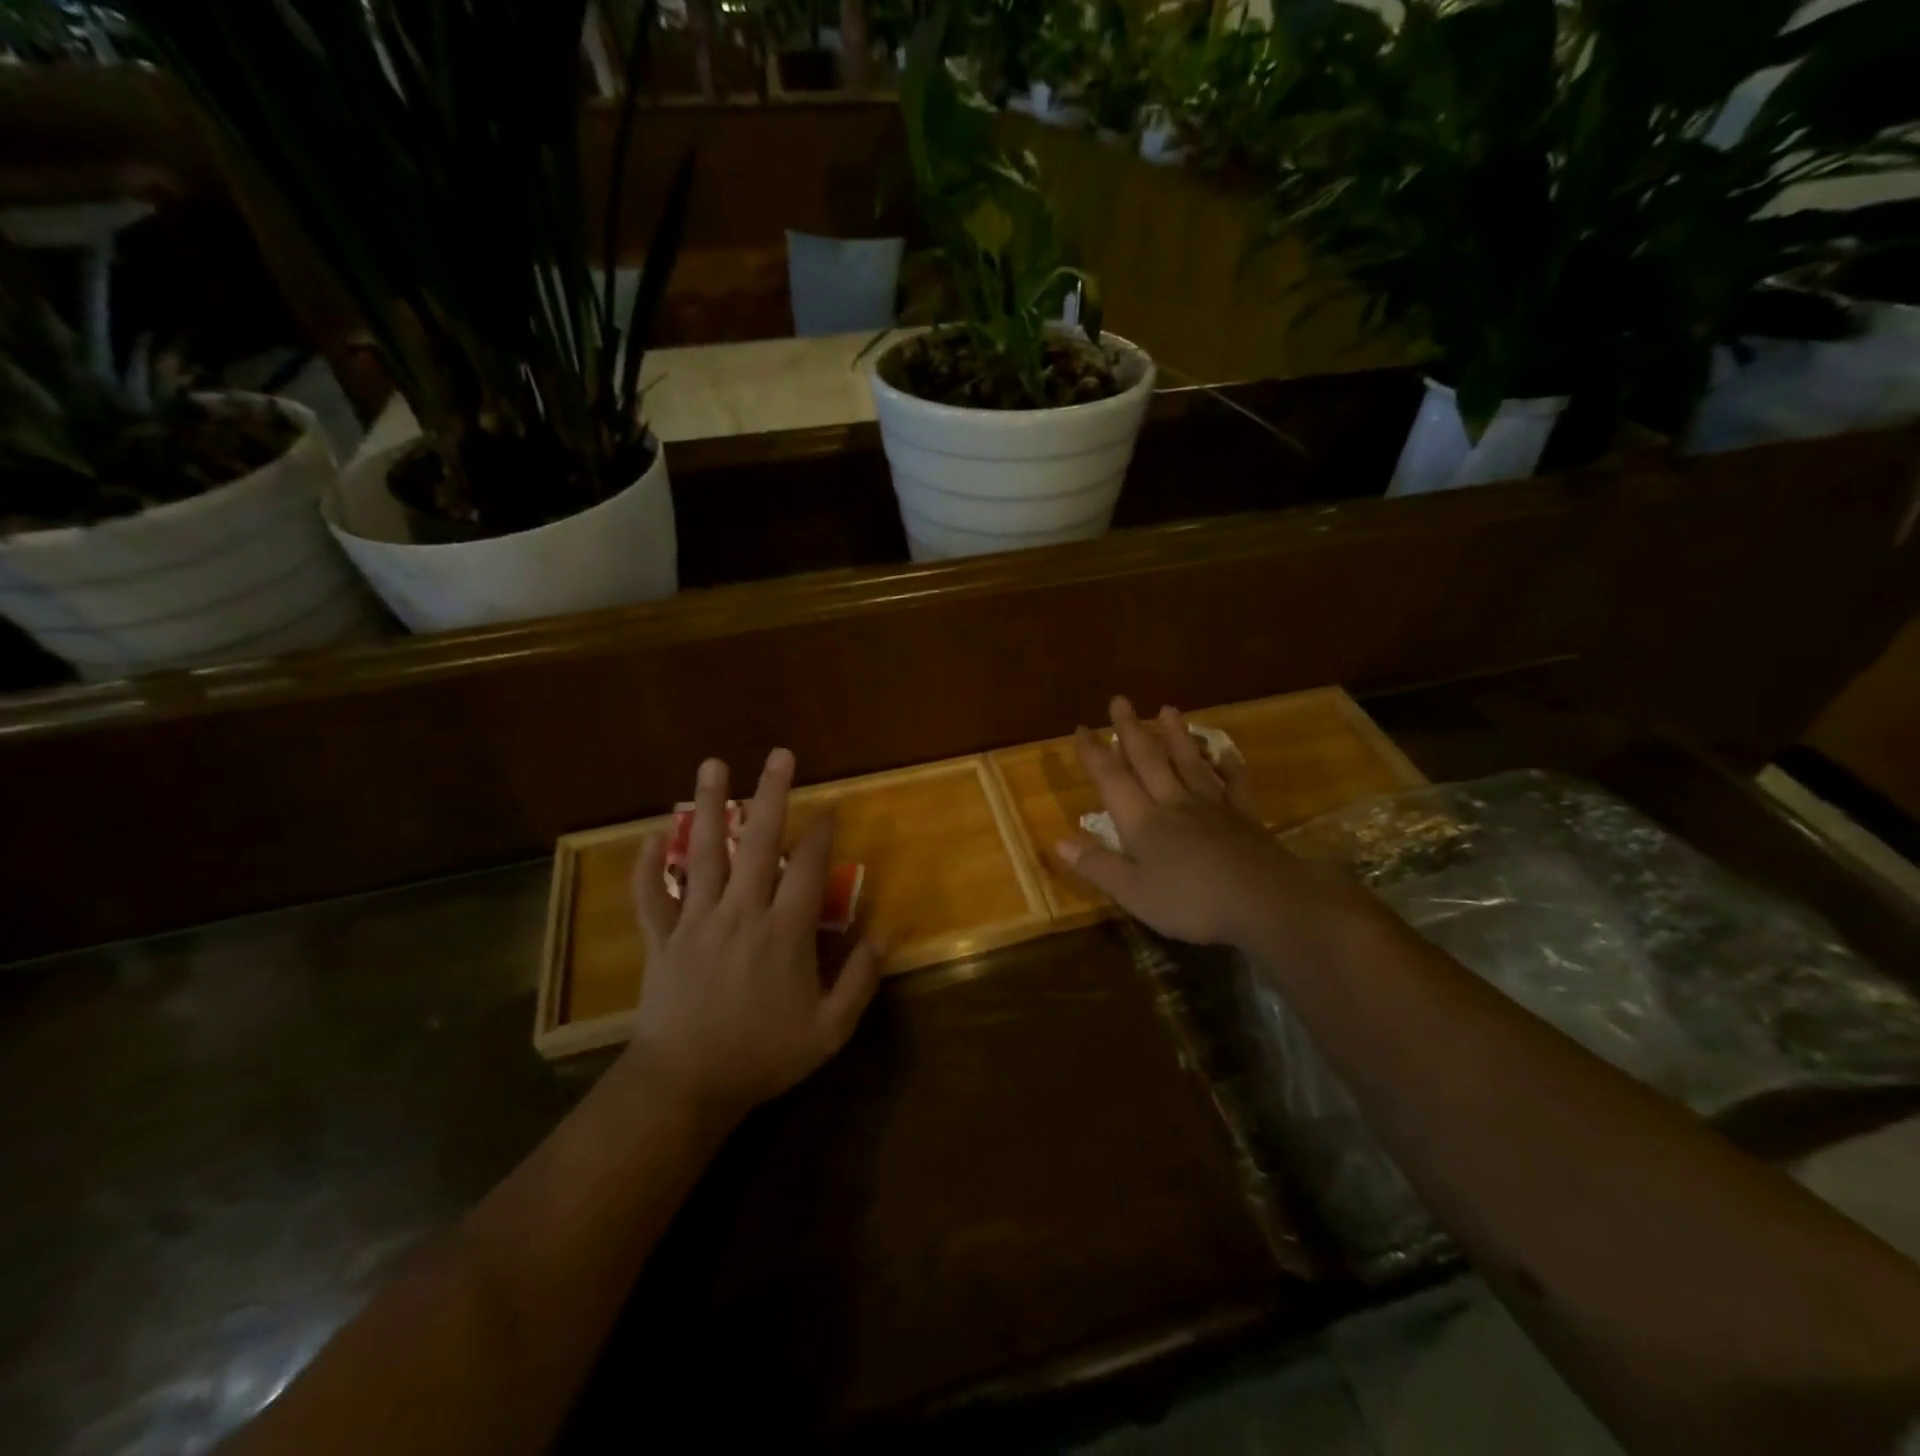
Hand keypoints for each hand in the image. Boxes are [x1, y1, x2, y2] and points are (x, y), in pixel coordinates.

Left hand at [626, 749, 881, 1127]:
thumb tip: (888, 932)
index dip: (821, 833)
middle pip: (758, 842)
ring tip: (713, 763)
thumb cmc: (763, 1057)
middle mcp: (742, 912)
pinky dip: (647, 865)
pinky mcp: (662, 938)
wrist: (685, 1087)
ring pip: (703, 853)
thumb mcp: (830, 1029)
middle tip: (779, 755)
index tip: (830, 808)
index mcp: (785, 931)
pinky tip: (651, 835)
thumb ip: (861, 978)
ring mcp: (696, 921)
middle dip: (771, 794)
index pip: (808, 866)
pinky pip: (651, 895)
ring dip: (709, 805)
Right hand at [1054, 697, 1300, 947]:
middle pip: (1149, 760)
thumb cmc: (1191, 903)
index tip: (1081, 728)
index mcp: (1143, 821)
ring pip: (1189, 762)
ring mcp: (1213, 806)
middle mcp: (1174, 803)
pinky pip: (1234, 783)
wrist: (1264, 902)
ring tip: (1167, 709)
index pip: (1111, 779)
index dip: (1094, 754)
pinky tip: (1226, 750)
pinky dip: (1229, 764)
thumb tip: (1058, 840)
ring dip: (1176, 735)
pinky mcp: (1245, 816)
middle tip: (1120, 700)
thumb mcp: (1133, 893)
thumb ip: (1096, 865)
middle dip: (1131, 730)